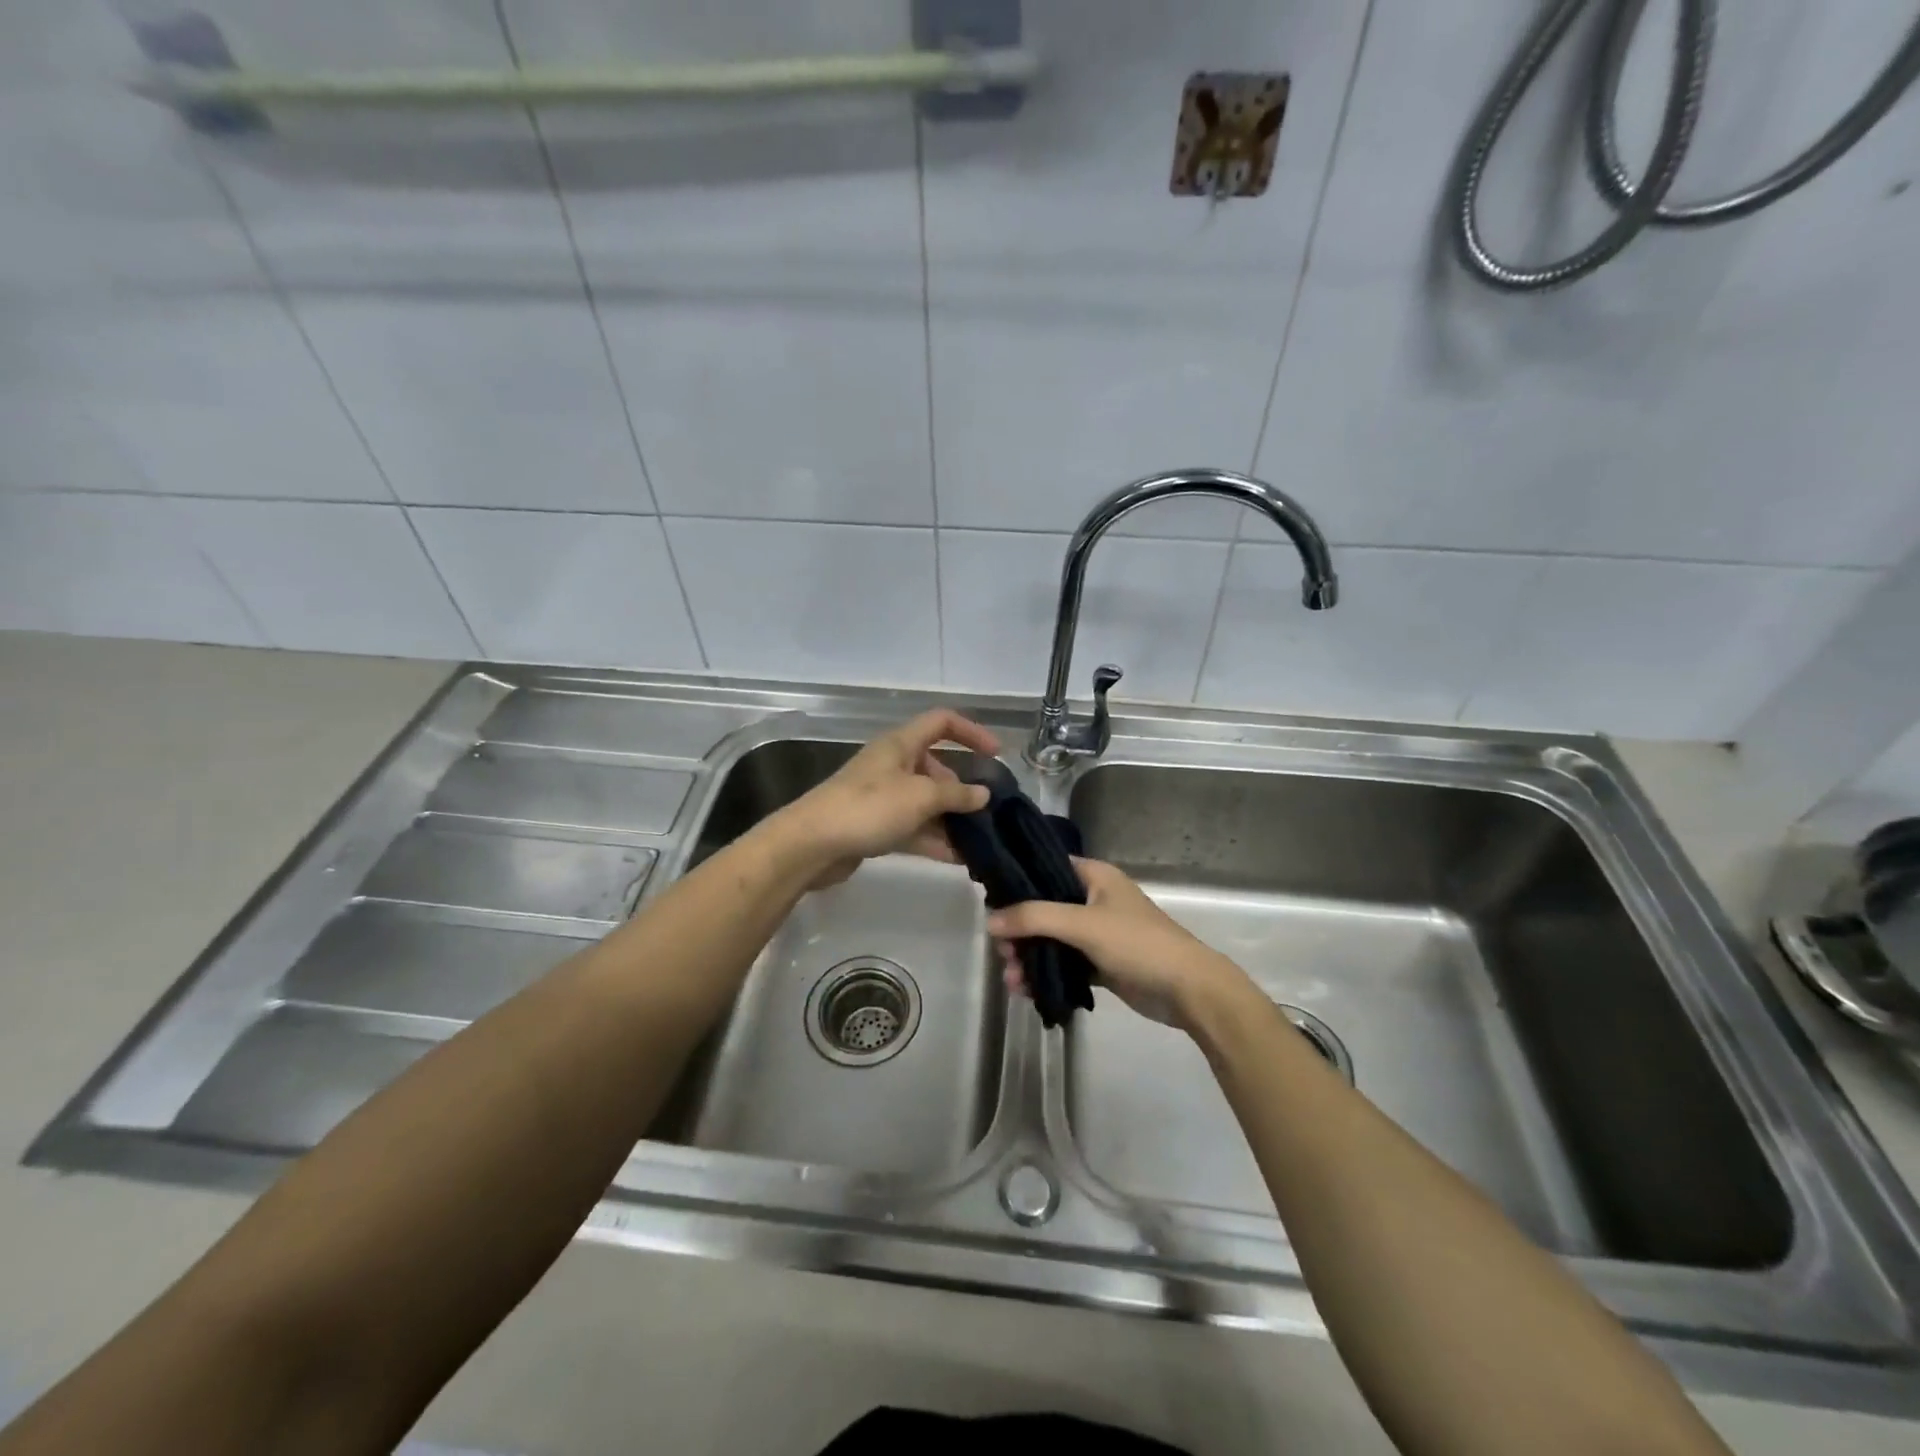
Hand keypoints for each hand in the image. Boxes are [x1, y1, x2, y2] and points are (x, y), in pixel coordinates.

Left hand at [771, 709, 999, 888]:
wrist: (812, 844)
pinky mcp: (874, 825)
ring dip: (950, 819)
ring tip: (979, 840)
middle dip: (962, 789)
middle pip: (936, 768)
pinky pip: (912, 827)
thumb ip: (956, 795)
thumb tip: (983, 794)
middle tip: (987, 812)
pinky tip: (957, 858)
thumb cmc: (869, 808)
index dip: (971, 732)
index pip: (942, 722)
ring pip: (925, 802)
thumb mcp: (920, 797)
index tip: (995, 754)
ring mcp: (882, 797)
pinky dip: (933, 839)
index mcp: (901, 744)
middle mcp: (892, 765)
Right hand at [988, 858, 1250, 1029]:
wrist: (1188, 990)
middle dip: (1019, 931)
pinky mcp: (1101, 962)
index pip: (1044, 867)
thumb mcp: (1083, 924)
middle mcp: (1094, 898)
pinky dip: (1046, 973)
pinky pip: (1064, 963)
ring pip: (1052, 939)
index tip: (988, 901)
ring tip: (1012, 981)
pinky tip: (1027, 990)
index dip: (1016, 882)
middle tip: (1001, 953)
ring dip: (1029, 957)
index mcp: (1094, 876)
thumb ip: (1034, 918)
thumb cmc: (1137, 943)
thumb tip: (989, 921)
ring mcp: (1097, 932)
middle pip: (1044, 908)